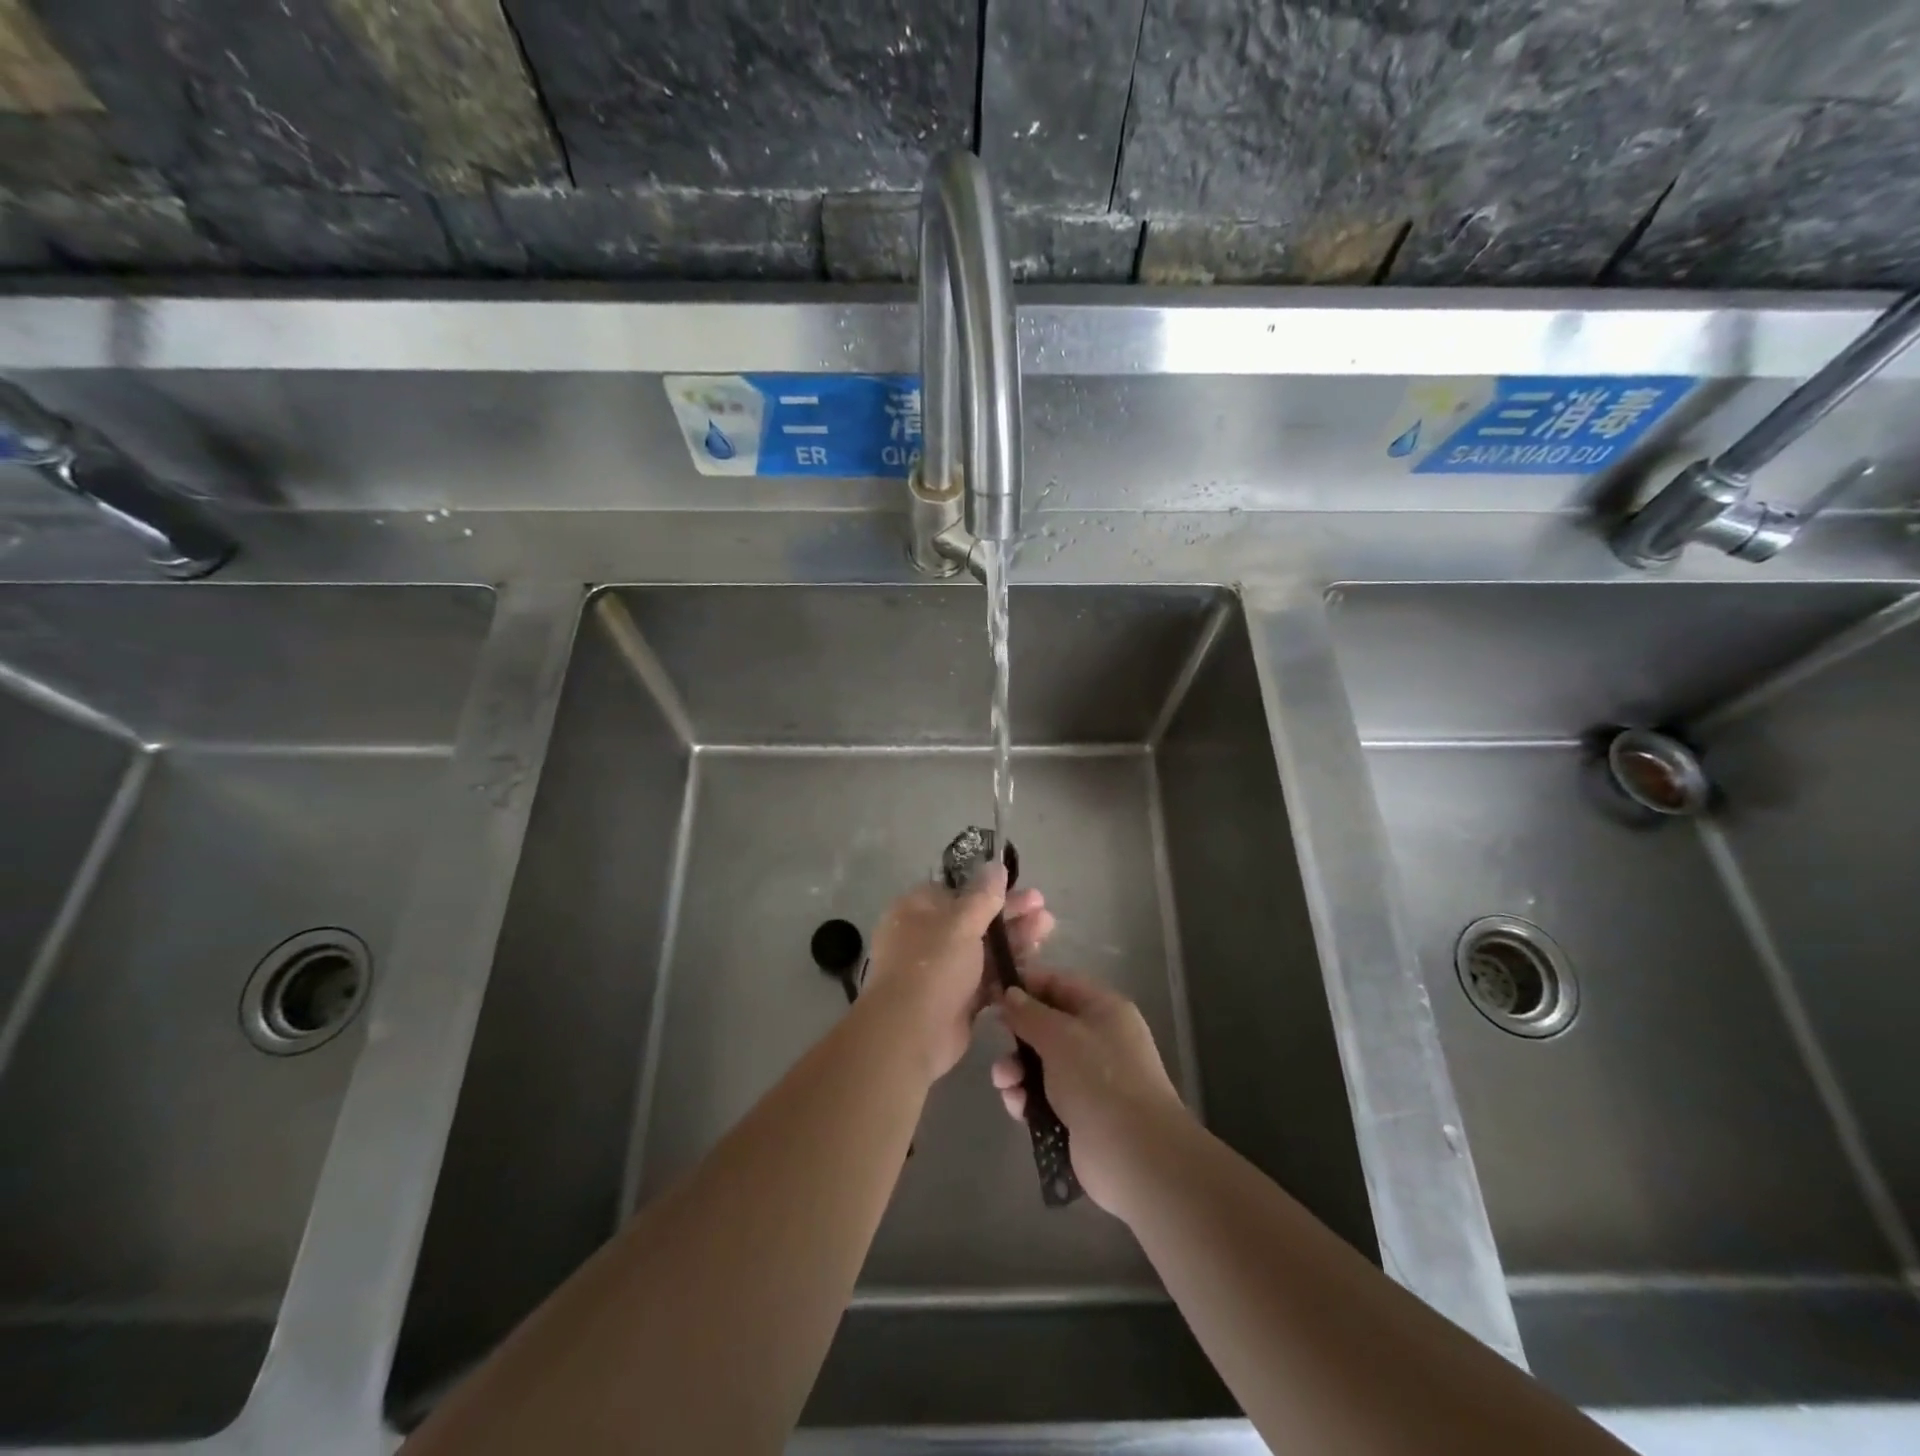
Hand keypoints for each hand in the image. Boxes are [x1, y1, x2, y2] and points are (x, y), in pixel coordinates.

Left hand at [863, 867, 1055, 1081]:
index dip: (990, 889)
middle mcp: (926, 936)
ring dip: (1014, 940)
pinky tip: (1035, 963)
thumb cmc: (932, 966)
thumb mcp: (961, 923)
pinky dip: (1007, 970)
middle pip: (975, 919)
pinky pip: (986, 977)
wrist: (910, 1033)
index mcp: (917, 909)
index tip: (1021, 888)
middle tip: (1044, 911)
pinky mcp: (956, 998)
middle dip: (1011, 915)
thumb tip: (995, 865)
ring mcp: (941, 968)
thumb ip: (983, 896)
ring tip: (1048, 931)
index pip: (957, 891)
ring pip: (983, 949)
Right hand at [992, 968, 1189, 1216]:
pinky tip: (1017, 1106)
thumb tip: (1009, 993)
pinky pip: (1042, 1095)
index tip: (991, 989)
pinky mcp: (1078, 1113)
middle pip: (1046, 1024)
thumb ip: (1029, 1013)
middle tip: (994, 1041)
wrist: (1135, 1156)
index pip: (1058, 983)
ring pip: (1040, 1062)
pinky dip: (1026, 1097)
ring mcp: (1089, 1078)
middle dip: (1017, 1034)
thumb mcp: (1059, 1036)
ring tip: (1005, 1083)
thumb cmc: (1099, 1080)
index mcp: (1103, 1009)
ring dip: (1016, 1069)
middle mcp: (1098, 1039)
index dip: (1025, 984)